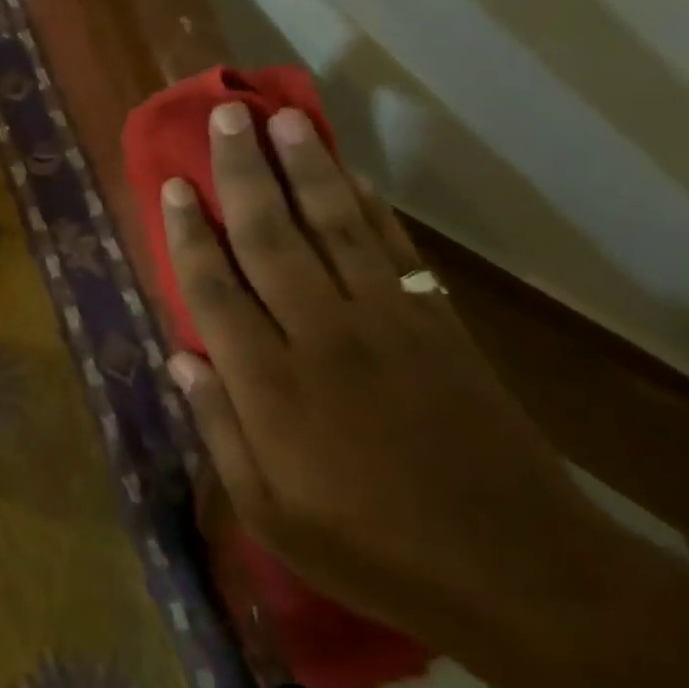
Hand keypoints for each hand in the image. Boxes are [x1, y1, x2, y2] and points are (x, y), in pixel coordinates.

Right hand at [163, 103, 641, 652]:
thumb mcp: (268, 512)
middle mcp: (319, 335)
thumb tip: (180, 357)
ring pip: (333, 226)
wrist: (514, 571)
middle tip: (225, 116)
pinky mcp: (435, 324)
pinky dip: (372, 206)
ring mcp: (383, 323)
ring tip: (284, 119)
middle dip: (242, 172)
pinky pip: (394, 250)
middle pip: (270, 236)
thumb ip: (218, 428)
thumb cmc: (369, 546)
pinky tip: (353, 174)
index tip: (175, 185)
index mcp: (269, 384)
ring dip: (306, 169)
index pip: (214, 288)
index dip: (190, 233)